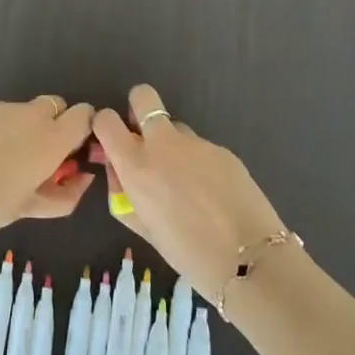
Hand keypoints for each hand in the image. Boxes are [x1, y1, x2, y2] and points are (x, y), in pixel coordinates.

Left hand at [0, 96, 96, 248]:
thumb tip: (82, 179)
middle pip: (54, 106)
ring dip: (17, 129)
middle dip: (51, 125)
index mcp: (51, 139)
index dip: (80, 129)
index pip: (84, 114)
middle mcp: (30, 114)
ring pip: (20, 111)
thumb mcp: (28, 209)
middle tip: (33, 157)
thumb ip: (63, 194)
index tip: (69, 150)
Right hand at [91, 84, 285, 300]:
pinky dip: (200, 163)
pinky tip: (213, 193)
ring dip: (173, 146)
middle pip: (142, 96)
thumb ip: (124, 193)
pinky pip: (201, 148)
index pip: (106, 120)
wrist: (249, 258)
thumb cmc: (187, 253)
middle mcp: (163, 143)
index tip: (113, 142)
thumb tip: (119, 170)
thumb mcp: (143, 227)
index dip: (105, 126)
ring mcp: (196, 142)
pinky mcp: (222, 149)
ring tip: (188, 184)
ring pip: (176, 128)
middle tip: (145, 140)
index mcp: (136, 164)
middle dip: (138, 108)